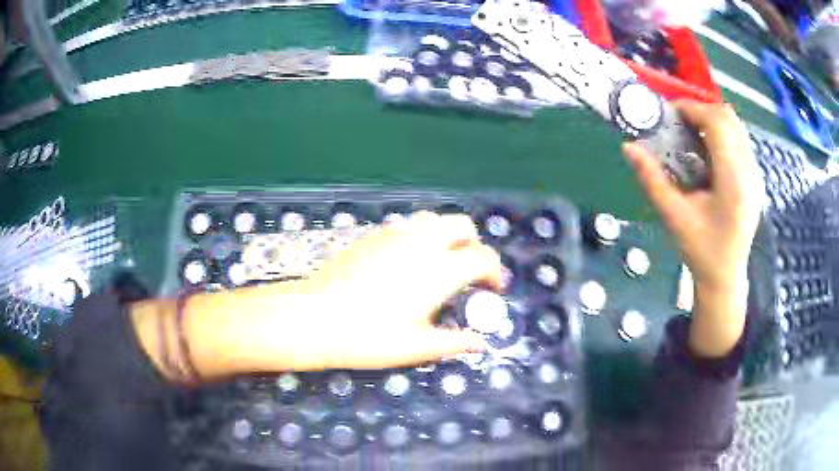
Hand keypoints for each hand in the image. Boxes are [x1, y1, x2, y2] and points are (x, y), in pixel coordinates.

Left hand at [293, 211, 501, 368]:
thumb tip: (481, 344)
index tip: (494, 288)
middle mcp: (421, 243)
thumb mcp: (417, 347)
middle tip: (469, 271)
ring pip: (434, 220)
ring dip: (447, 236)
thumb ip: (455, 342)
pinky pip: (408, 227)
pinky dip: (421, 238)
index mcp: (439, 270)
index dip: (495, 271)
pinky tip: (407, 264)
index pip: (482, 257)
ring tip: (441, 264)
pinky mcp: (373, 236)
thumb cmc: (369, 337)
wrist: (314, 318)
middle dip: (474, 243)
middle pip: (461, 224)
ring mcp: (395, 235)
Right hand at [623, 101, 762, 356]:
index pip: (718, 125)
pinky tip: (709, 151)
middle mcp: (749, 173)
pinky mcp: (755, 178)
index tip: (671, 113)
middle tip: (680, 122)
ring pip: (737, 126)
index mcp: (733, 184)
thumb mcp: (673, 217)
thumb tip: (628, 147)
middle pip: (729, 119)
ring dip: (713, 120)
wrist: (725, 276)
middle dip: (702, 111)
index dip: (693, 110)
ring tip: (694, 133)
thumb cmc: (701, 250)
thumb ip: (652, 180)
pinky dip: (723, 133)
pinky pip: (741, 140)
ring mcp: (756, 175)